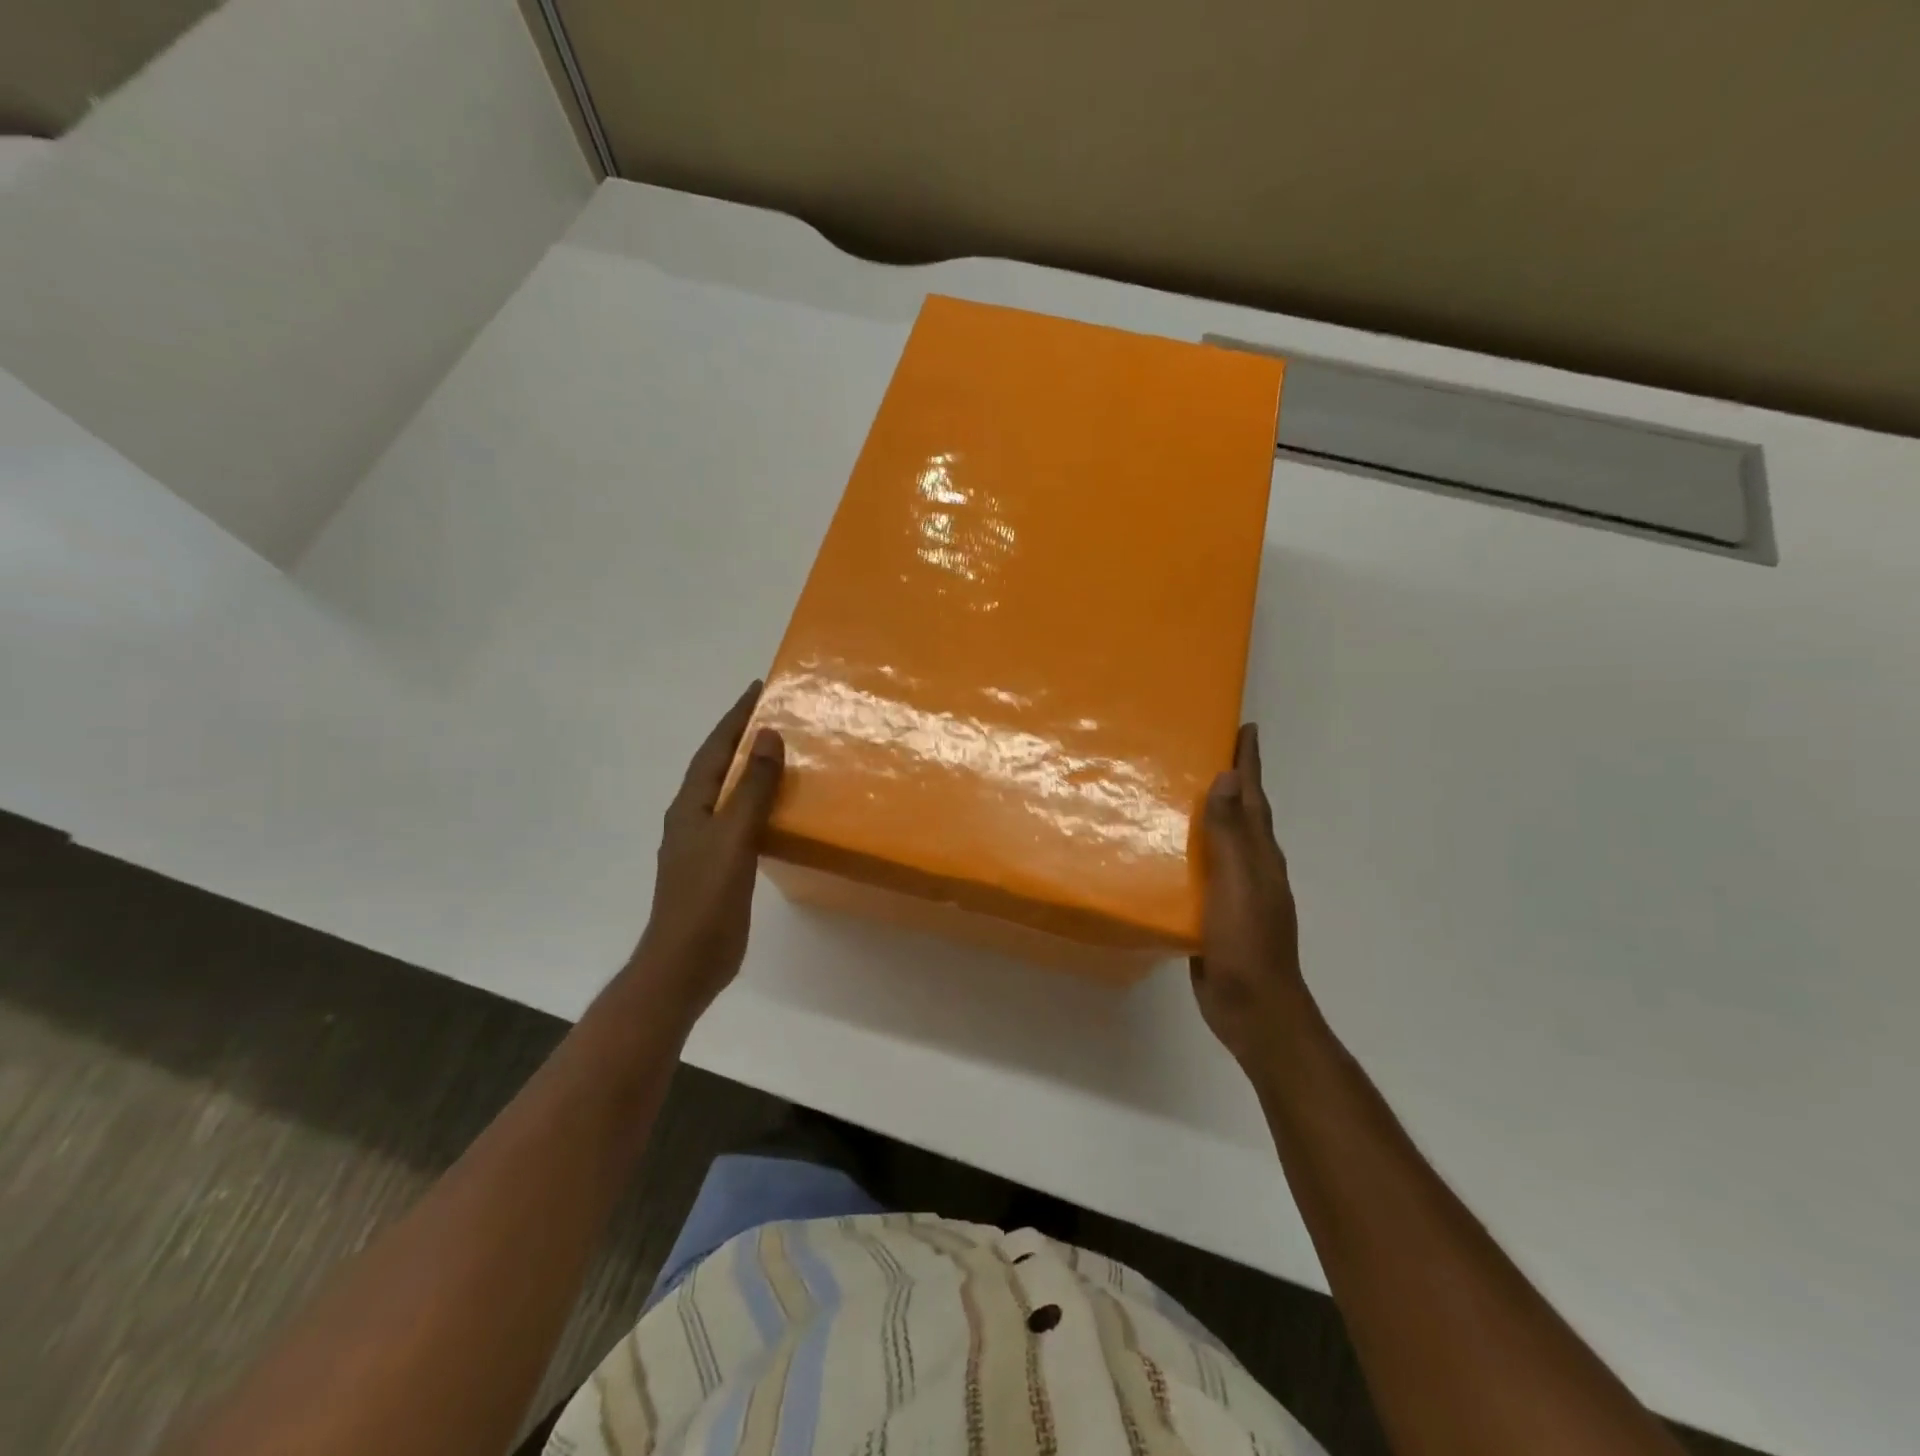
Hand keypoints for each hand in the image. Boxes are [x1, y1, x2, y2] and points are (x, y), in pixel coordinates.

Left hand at [629, 682, 784, 1020]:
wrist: (685, 962)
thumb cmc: (706, 898)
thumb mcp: (732, 837)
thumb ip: (752, 788)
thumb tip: (768, 736)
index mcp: (690, 805)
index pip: (715, 749)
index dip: (735, 718)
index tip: (757, 689)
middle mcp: (693, 818)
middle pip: (718, 767)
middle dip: (742, 738)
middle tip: (774, 715)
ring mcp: (704, 844)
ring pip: (729, 794)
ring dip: (750, 770)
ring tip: (782, 753)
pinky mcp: (719, 866)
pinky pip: (740, 820)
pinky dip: (758, 803)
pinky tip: (778, 809)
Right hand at [1191, 723, 1310, 1069]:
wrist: (1253, 1009)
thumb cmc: (1248, 944)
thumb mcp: (1239, 885)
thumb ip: (1231, 835)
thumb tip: (1228, 778)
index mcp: (1261, 855)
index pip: (1254, 797)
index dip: (1249, 762)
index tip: (1244, 726)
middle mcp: (1251, 867)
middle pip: (1240, 813)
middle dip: (1228, 780)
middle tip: (1199, 749)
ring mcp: (1233, 892)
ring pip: (1218, 841)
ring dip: (1204, 814)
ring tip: (1173, 790)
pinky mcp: (1212, 913)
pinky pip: (1199, 870)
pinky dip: (1186, 850)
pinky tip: (1162, 850)